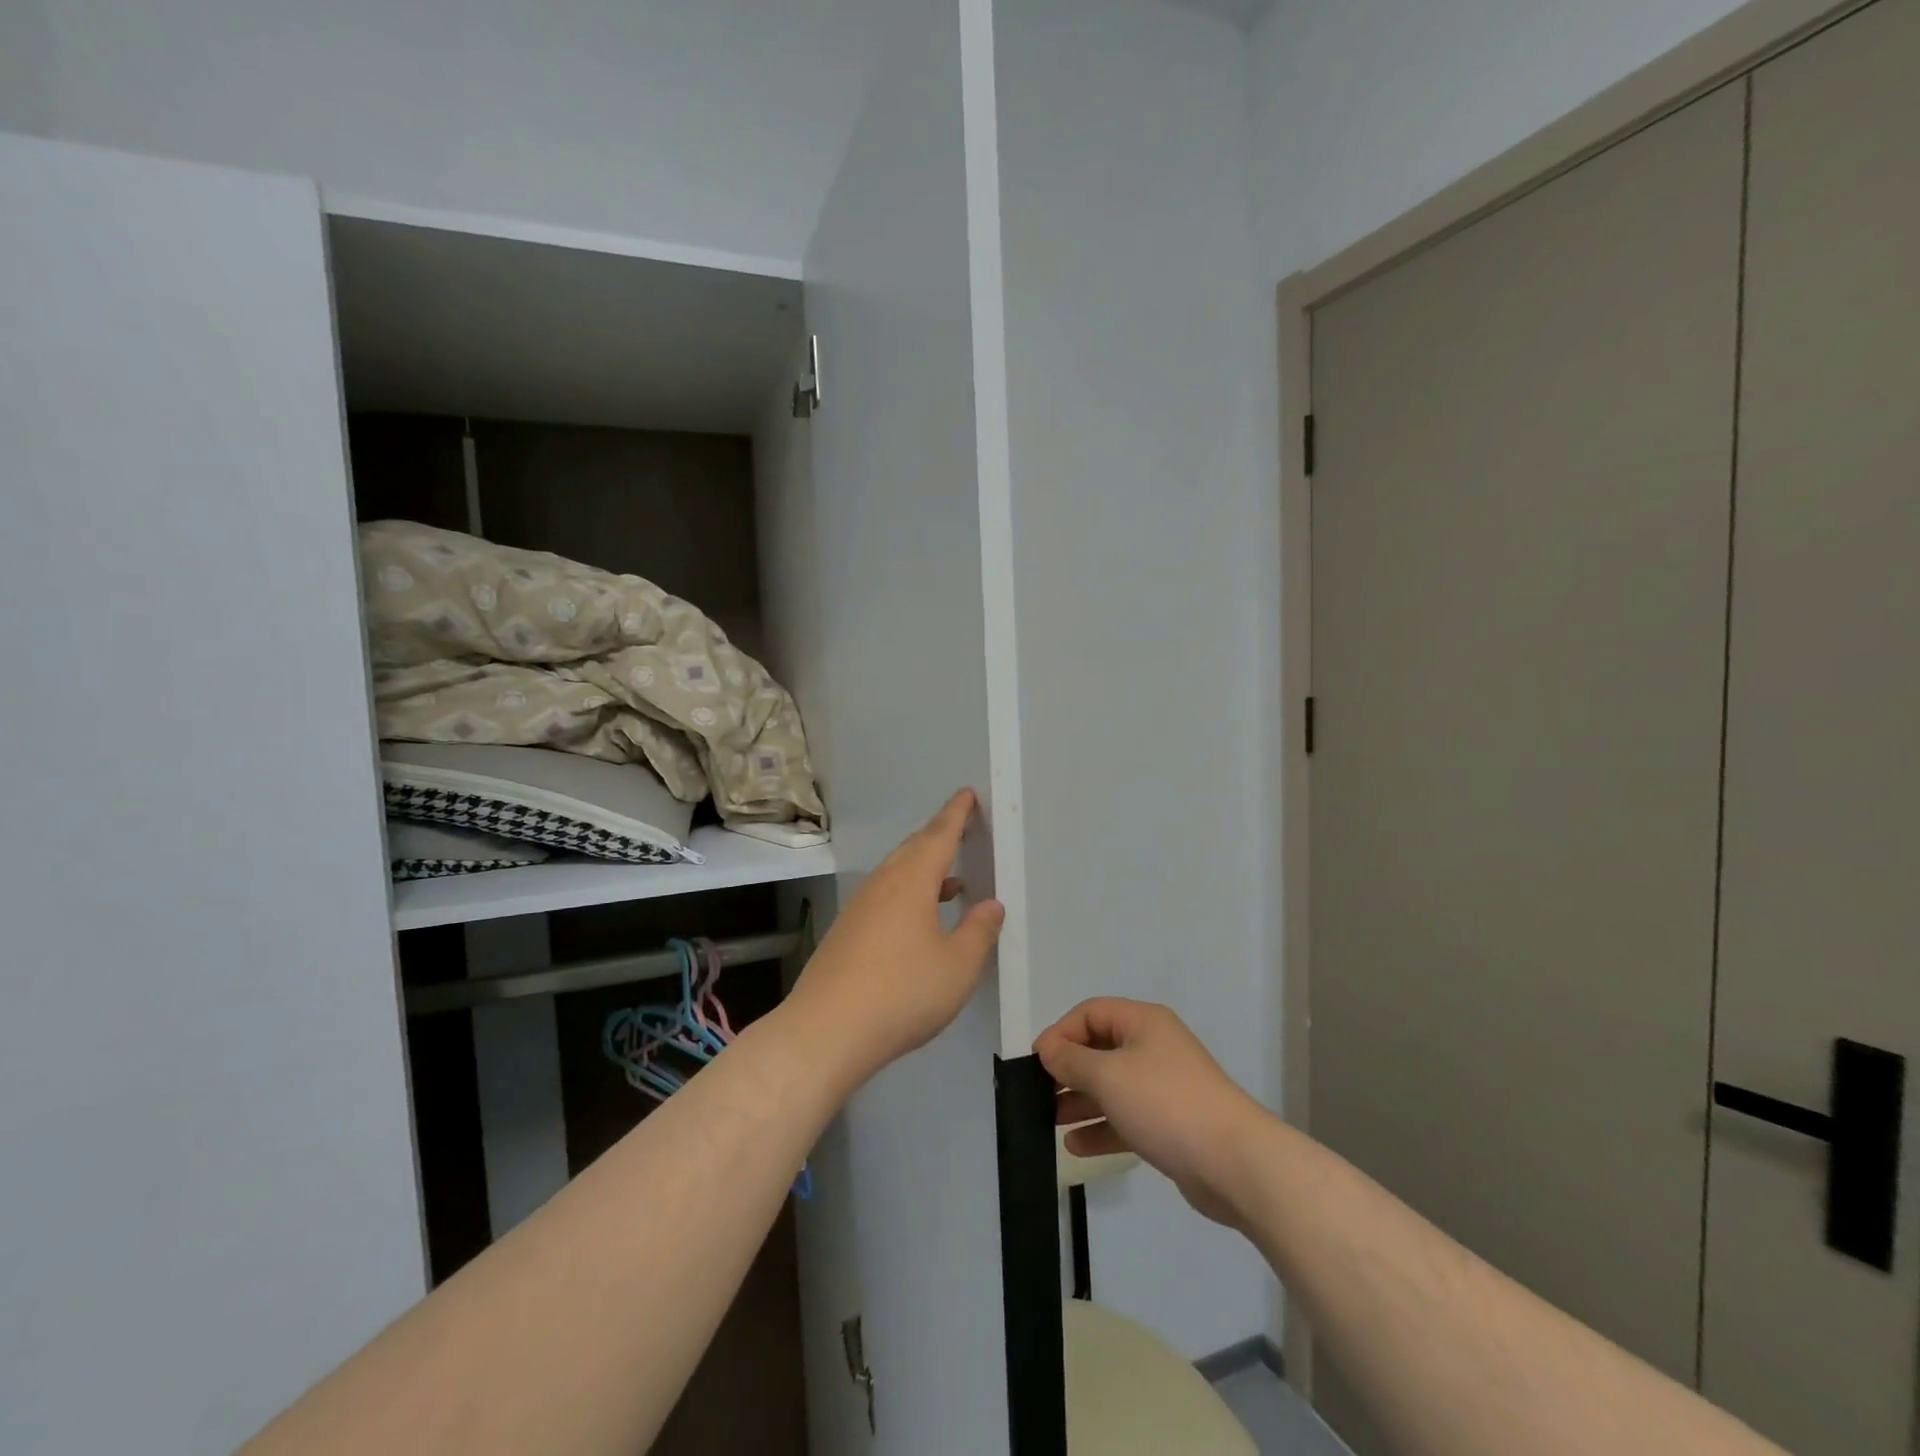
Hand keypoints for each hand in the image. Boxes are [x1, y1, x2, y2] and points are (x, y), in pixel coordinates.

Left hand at [787, 789, 1004, 1089]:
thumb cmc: (903, 992)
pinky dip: (908, 895)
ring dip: (925, 871)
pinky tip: (919, 922)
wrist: (826, 1031)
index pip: (938, 835)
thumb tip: (991, 905)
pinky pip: (885, 897)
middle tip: (961, 830)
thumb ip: (979, 931)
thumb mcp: (958, 966)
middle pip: (913, 849)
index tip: (966, 794)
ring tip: (953, 883)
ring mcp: (859, 908)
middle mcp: (882, 884)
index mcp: (911, 880)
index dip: (956, 813)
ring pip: (897, 875)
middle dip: (939, 837)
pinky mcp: (846, 933)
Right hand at [1035, 998, 1266, 1228]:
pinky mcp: (1170, 1124)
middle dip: (1068, 1070)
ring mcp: (1164, 1087)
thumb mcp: (1108, 1075)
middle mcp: (1154, 1047)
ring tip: (1050, 1122)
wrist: (1234, 1162)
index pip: (1090, 1013)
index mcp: (1143, 1022)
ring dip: (1080, 1102)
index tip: (1037, 1062)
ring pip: (1112, 1086)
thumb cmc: (1165, 1103)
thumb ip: (1071, 1061)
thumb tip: (1048, 1050)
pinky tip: (1075, 1147)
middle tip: (1039, 1093)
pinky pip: (1126, 1118)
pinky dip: (1101, 1128)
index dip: (1060, 1033)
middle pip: (1100, 1049)